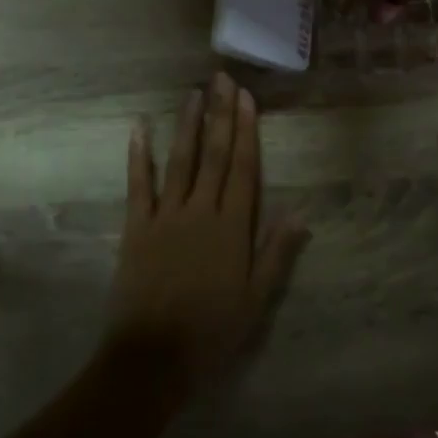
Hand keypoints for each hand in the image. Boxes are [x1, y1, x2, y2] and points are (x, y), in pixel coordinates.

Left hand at [105, 72, 309, 390]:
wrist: (152, 358)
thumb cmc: (211, 331)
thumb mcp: (256, 299)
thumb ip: (277, 253)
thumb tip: (301, 213)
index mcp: (232, 227)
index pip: (243, 168)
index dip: (247, 131)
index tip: (247, 99)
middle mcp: (200, 210)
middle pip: (214, 154)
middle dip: (220, 115)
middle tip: (222, 79)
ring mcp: (166, 216)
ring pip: (180, 160)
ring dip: (187, 124)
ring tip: (193, 93)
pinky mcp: (137, 227)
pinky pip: (138, 185)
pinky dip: (139, 156)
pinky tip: (139, 128)